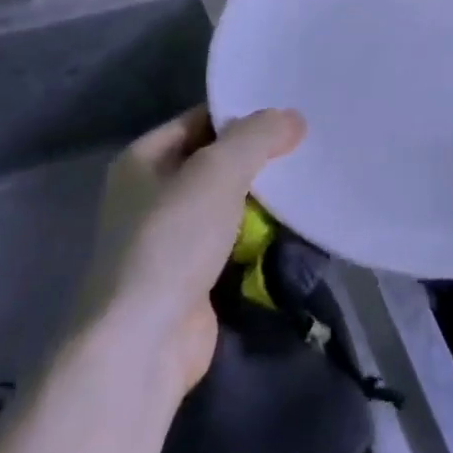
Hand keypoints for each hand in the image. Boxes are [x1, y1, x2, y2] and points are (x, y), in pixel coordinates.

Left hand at [81, 105, 305, 395]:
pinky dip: (259, 236)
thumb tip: (292, 117)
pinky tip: (295, 225)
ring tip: (309, 179)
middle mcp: (151, 194)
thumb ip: (256, 137)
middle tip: (308, 144)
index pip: (200, 120)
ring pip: (227, 204)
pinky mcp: (192, 277)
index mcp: (143, 160)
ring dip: (262, 199)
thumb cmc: (171, 241)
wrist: (143, 343)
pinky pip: (233, 241)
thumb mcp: (217, 172)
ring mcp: (170, 239)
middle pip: (215, 162)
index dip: (242, 113)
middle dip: (257, 158)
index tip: (290, 109)